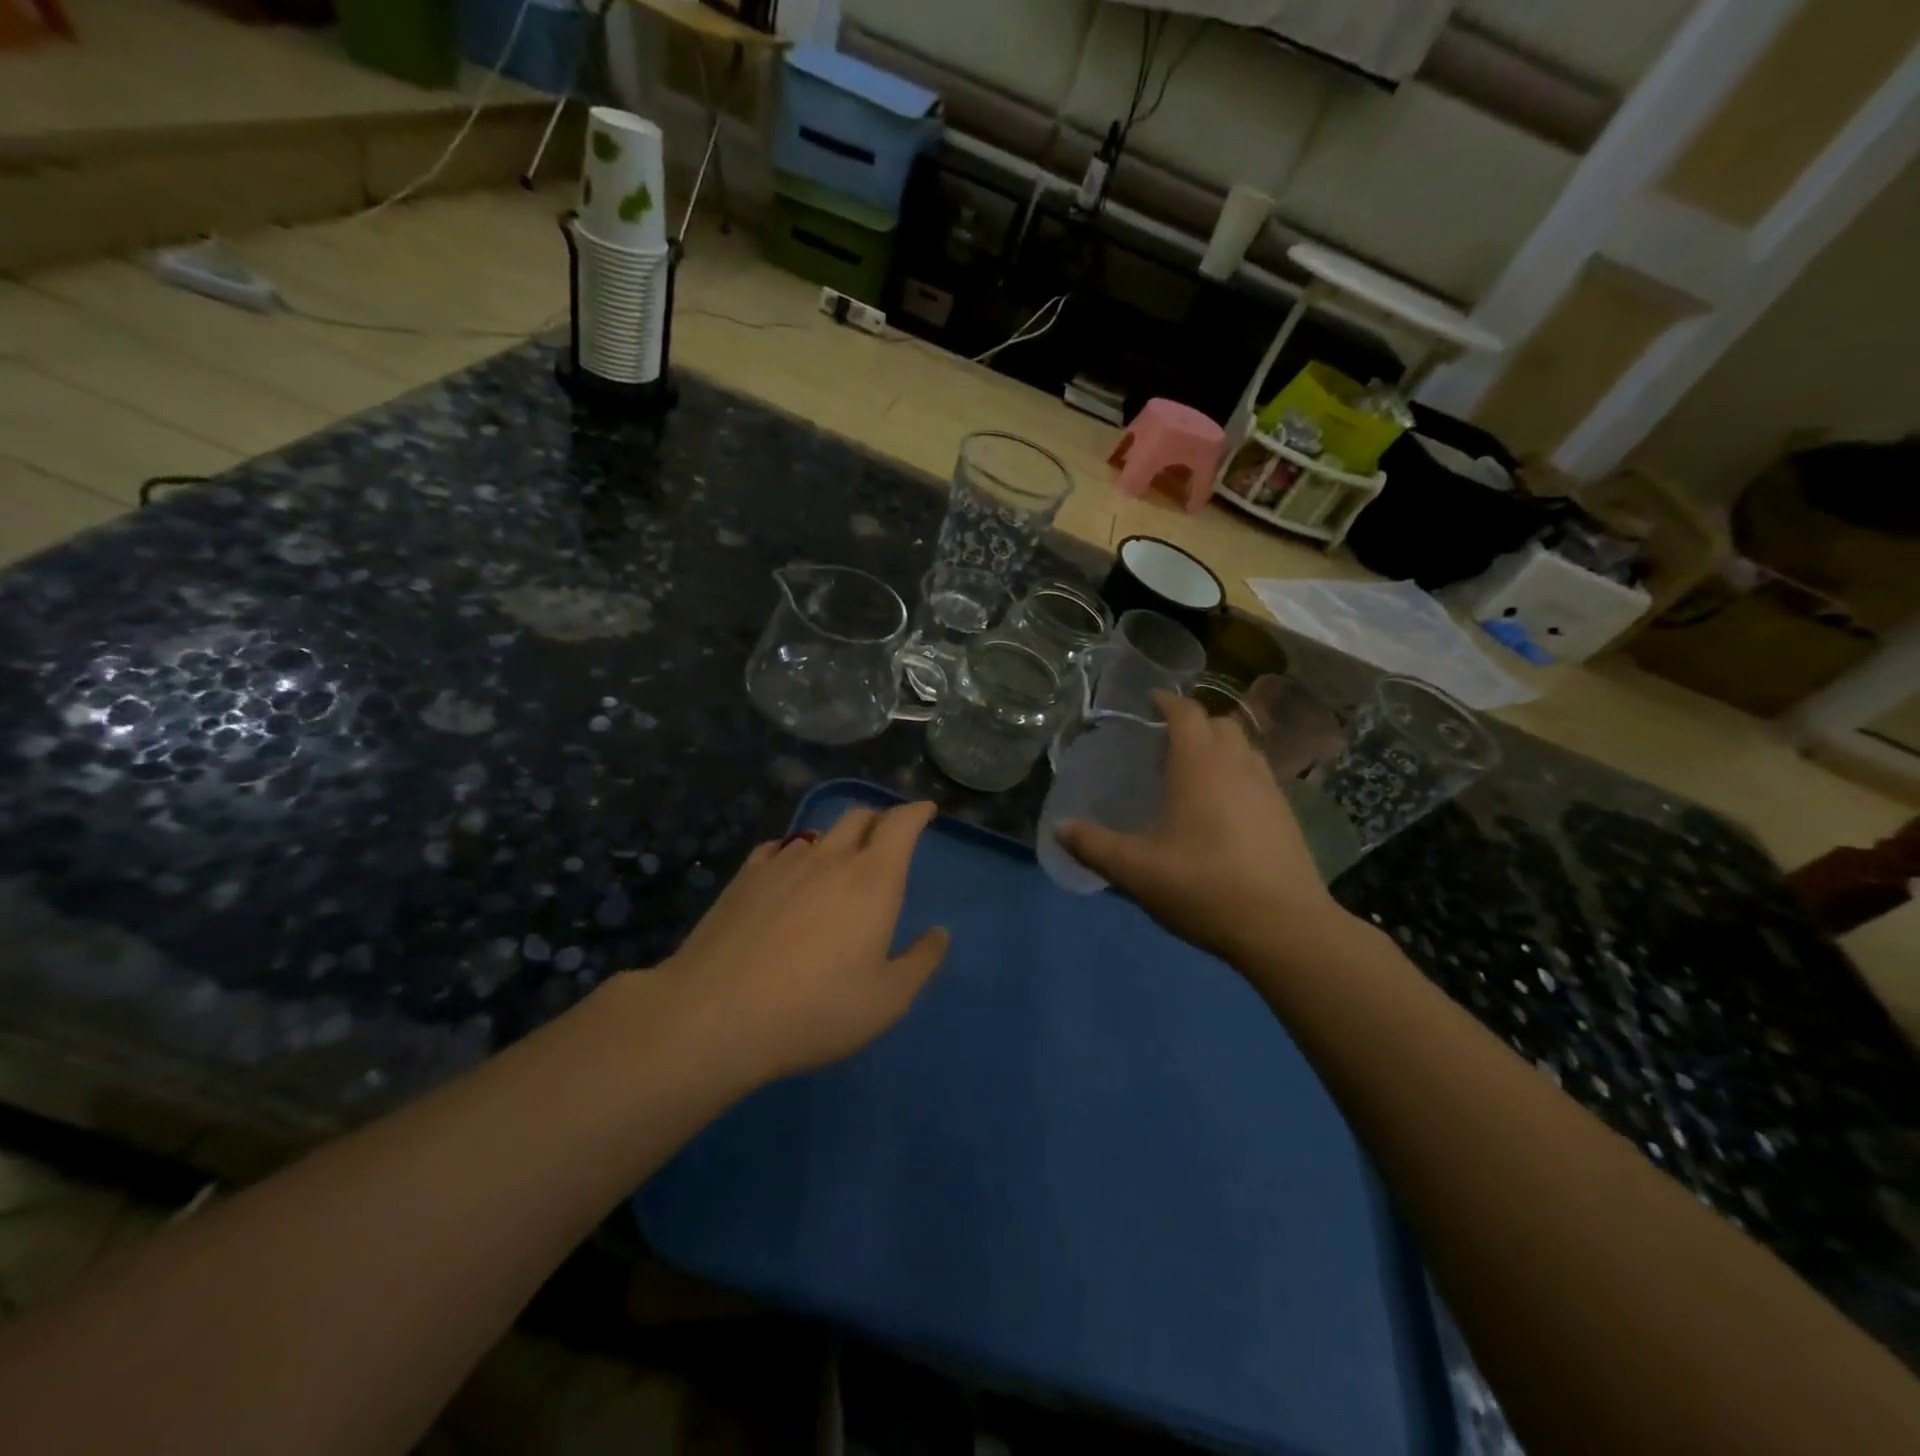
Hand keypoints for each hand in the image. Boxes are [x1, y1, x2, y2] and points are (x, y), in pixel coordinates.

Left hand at [662, 801, 949, 1081]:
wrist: (716, 1015)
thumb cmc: (816, 1010)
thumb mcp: (887, 1000)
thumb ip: (921, 962)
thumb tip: (939, 933)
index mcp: (873, 879)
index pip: (900, 824)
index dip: (916, 812)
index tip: (926, 811)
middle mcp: (830, 858)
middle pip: (859, 817)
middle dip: (880, 819)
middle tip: (888, 835)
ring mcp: (782, 864)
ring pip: (818, 833)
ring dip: (837, 837)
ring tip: (839, 857)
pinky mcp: (744, 878)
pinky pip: (778, 849)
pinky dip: (794, 852)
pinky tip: (787, 870)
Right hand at [1056, 692, 1350, 965]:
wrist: (1285, 928)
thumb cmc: (1204, 887)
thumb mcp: (1136, 871)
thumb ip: (1094, 845)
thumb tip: (1060, 828)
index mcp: (1200, 765)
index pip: (1186, 713)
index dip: (1167, 701)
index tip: (1150, 701)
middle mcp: (1238, 765)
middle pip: (1219, 724)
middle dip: (1194, 723)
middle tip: (1166, 742)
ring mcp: (1269, 789)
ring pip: (1244, 749)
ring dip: (1220, 748)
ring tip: (1194, 772)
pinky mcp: (1286, 816)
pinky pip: (1259, 776)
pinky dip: (1238, 775)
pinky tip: (1223, 809)